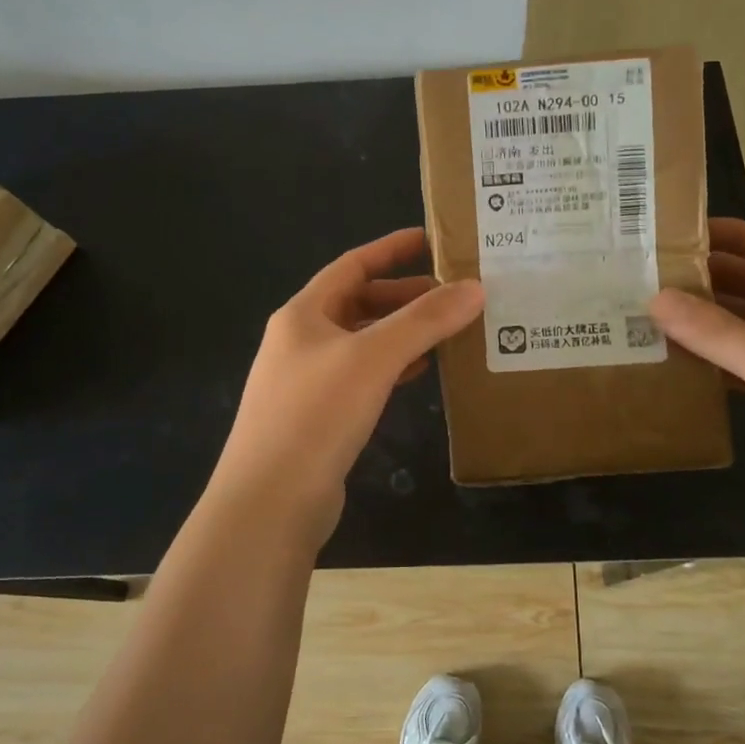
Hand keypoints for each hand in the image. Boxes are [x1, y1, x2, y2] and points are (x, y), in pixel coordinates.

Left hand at [211, 228, 483, 546]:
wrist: (269, 503)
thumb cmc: (316, 414)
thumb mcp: (373, 357)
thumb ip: (424, 321)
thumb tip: (475, 288)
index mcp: (303, 314)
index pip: (352, 265)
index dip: (391, 249)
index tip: (430, 240)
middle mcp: (301, 341)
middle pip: (358, 303)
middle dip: (404, 296)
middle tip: (453, 294)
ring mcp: (307, 380)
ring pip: (363, 342)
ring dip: (402, 333)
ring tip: (448, 329)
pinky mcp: (319, 417)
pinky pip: (363, 376)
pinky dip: (393, 367)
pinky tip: (421, 371)